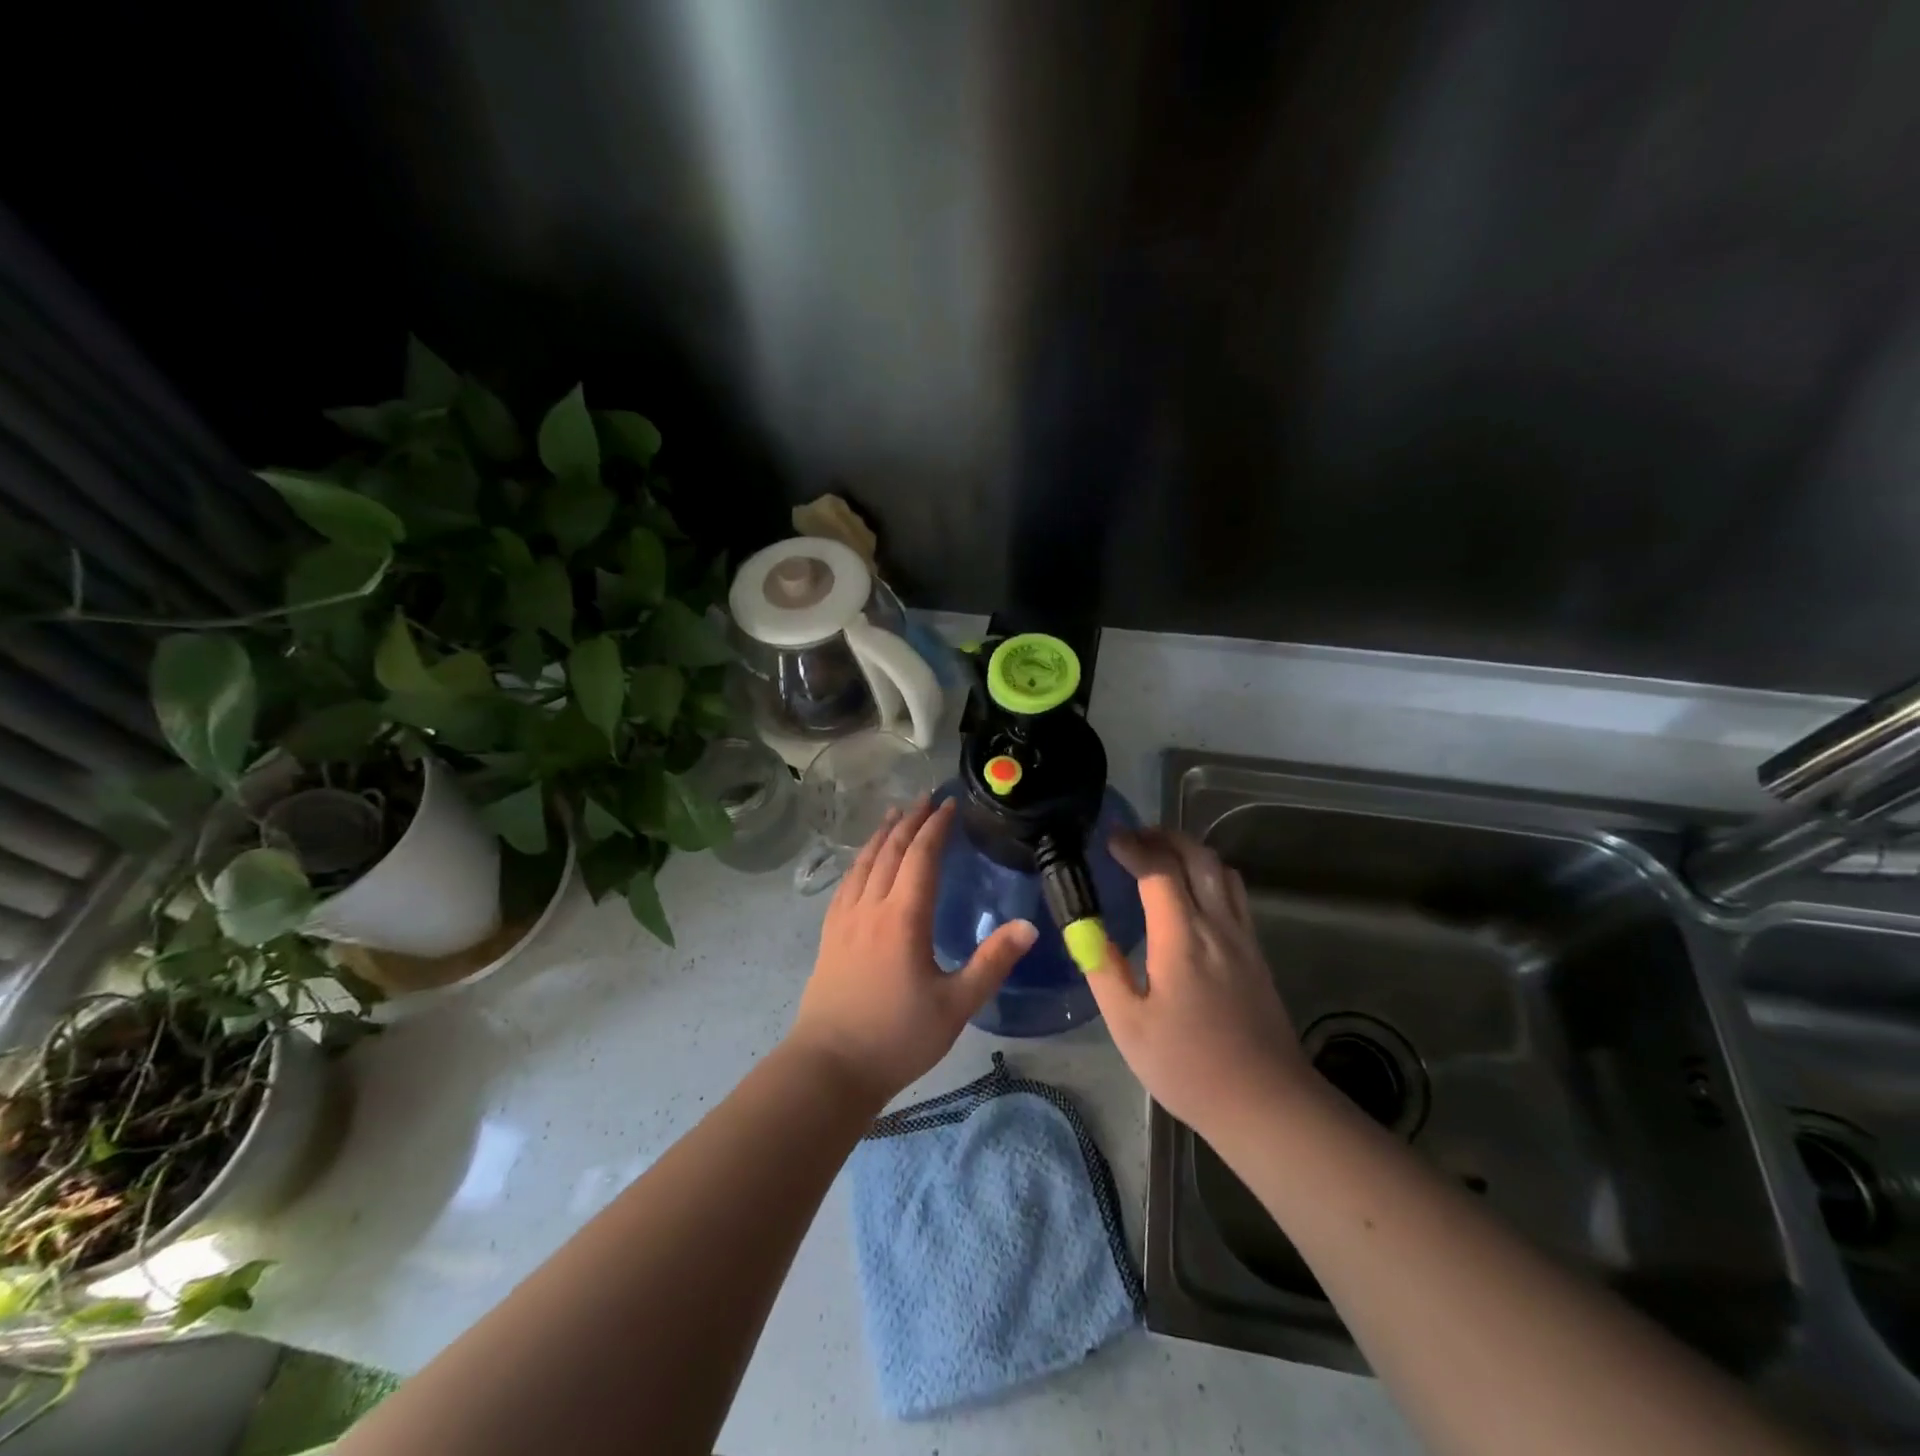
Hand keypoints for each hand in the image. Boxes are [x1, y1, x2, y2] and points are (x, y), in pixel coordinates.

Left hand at [787, 797, 1036, 1107]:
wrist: (830, 1067)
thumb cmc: (897, 1037)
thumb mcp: (956, 1005)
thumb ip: (992, 962)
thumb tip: (1028, 926)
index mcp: (903, 918)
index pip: (921, 857)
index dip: (936, 827)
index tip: (949, 805)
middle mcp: (871, 907)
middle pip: (889, 851)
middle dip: (909, 821)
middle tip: (925, 798)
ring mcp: (844, 920)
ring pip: (863, 863)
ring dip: (881, 834)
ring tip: (893, 814)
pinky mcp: (829, 935)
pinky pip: (845, 883)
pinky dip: (858, 861)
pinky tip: (861, 863)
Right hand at [1085, 828, 1311, 1137]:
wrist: (1266, 1102)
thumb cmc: (1188, 1066)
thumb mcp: (1129, 1025)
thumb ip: (1103, 970)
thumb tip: (1083, 930)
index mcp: (1182, 939)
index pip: (1159, 871)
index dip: (1134, 847)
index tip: (1110, 839)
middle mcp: (1218, 926)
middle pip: (1198, 857)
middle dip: (1164, 837)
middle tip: (1134, 837)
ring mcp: (1243, 937)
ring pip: (1222, 870)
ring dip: (1190, 851)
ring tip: (1161, 855)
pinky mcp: (1256, 952)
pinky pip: (1234, 893)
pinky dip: (1209, 873)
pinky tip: (1192, 893)